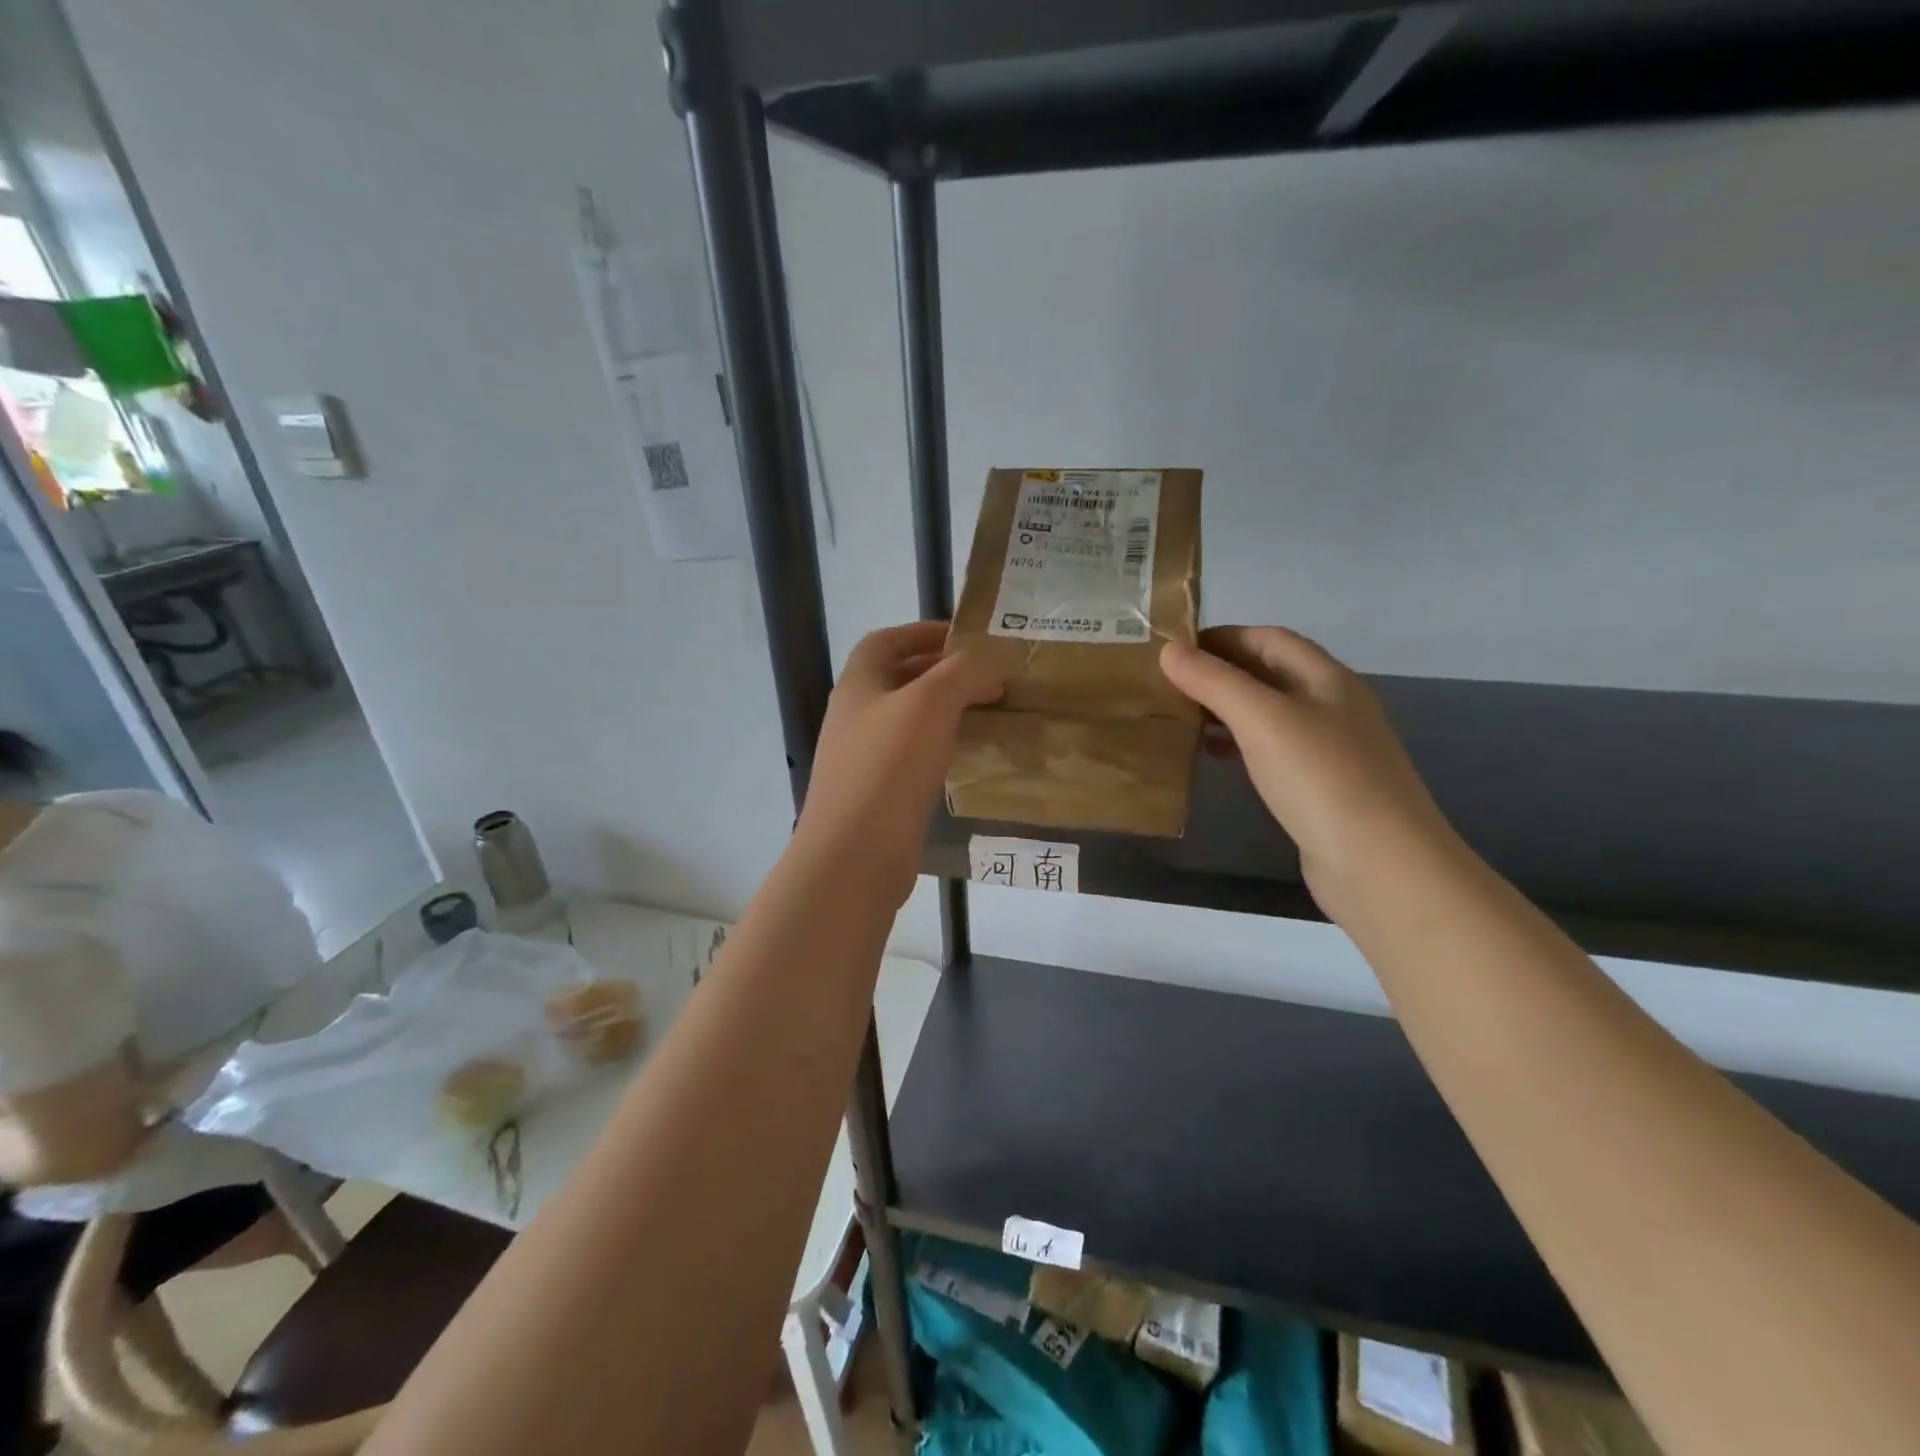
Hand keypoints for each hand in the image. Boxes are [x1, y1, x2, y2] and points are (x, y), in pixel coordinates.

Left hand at [794, 622, 1003, 906]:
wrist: (855, 855)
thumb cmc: (888, 768)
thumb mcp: (930, 703)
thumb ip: (965, 672)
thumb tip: (994, 661)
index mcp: (858, 685)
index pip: (886, 641)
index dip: (922, 631)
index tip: (965, 638)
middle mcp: (856, 717)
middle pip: (899, 680)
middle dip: (943, 673)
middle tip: (989, 680)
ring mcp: (864, 759)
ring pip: (910, 722)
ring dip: (946, 712)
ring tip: (988, 714)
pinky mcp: (880, 795)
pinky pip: (914, 758)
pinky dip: (942, 748)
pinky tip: (969, 758)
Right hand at [1160, 627, 1460, 915]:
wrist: (1381, 864)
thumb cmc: (1321, 778)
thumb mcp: (1262, 720)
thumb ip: (1215, 682)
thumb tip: (1168, 650)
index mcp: (1327, 678)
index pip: (1269, 639)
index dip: (1222, 638)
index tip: (1174, 650)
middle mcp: (1333, 706)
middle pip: (1270, 674)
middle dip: (1220, 672)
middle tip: (1169, 684)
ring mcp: (1330, 749)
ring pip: (1270, 714)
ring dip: (1227, 709)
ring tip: (1182, 717)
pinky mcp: (1321, 788)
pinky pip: (1273, 750)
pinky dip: (1240, 745)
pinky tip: (1216, 758)